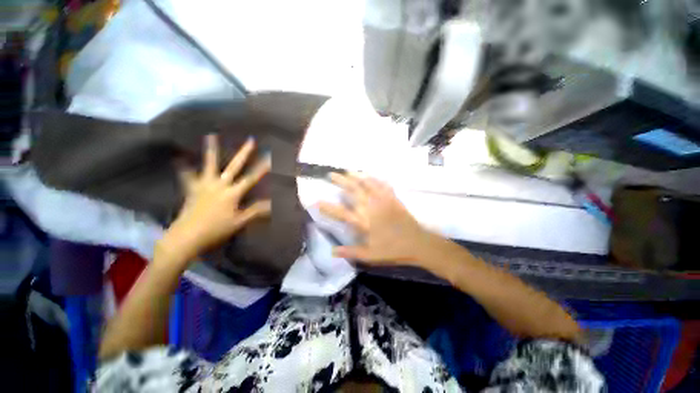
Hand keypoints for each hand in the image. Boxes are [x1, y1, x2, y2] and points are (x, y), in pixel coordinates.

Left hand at [161, 134, 270, 262]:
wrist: (187, 236)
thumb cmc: (216, 229)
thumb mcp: (239, 222)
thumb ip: (256, 211)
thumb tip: (273, 204)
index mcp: (232, 193)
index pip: (252, 178)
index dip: (263, 167)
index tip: (271, 157)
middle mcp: (219, 185)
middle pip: (234, 166)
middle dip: (244, 153)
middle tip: (251, 140)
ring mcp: (204, 185)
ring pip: (210, 165)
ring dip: (211, 150)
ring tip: (211, 135)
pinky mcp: (192, 189)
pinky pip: (187, 177)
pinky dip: (184, 168)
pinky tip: (179, 158)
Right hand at [319, 173, 432, 265]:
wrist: (417, 243)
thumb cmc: (392, 250)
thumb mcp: (370, 256)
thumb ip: (350, 252)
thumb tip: (332, 251)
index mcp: (364, 222)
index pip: (341, 213)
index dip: (328, 207)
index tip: (317, 201)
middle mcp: (370, 208)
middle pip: (353, 191)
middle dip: (340, 181)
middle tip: (331, 174)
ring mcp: (382, 201)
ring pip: (366, 184)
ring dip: (356, 176)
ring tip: (347, 171)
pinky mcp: (393, 198)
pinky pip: (382, 185)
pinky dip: (375, 179)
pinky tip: (369, 175)